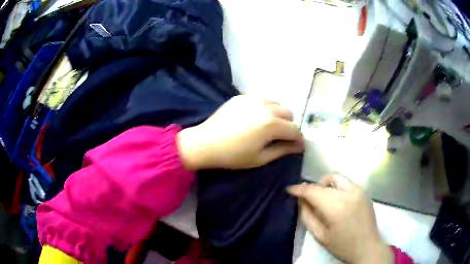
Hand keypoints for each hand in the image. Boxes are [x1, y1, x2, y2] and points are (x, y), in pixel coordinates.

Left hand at [177, 95, 303, 169]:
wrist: (205, 143)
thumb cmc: (233, 156)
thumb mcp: (260, 158)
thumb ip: (283, 150)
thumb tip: (299, 147)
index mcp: (271, 125)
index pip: (295, 129)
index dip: (298, 139)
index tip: (297, 146)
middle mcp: (266, 107)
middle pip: (289, 113)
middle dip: (289, 126)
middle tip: (280, 137)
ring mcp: (253, 99)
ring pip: (277, 103)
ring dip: (278, 115)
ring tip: (268, 126)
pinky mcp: (242, 97)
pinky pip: (262, 99)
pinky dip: (265, 108)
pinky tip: (255, 118)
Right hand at [287, 174, 393, 263]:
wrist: (368, 247)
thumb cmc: (342, 246)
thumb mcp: (320, 236)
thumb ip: (307, 216)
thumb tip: (300, 201)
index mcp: (336, 207)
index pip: (313, 191)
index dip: (299, 189)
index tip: (290, 190)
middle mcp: (349, 193)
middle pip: (324, 182)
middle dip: (312, 188)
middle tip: (306, 199)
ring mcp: (359, 190)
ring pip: (337, 177)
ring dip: (325, 184)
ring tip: (322, 198)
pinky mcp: (364, 192)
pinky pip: (346, 182)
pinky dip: (337, 187)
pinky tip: (337, 200)